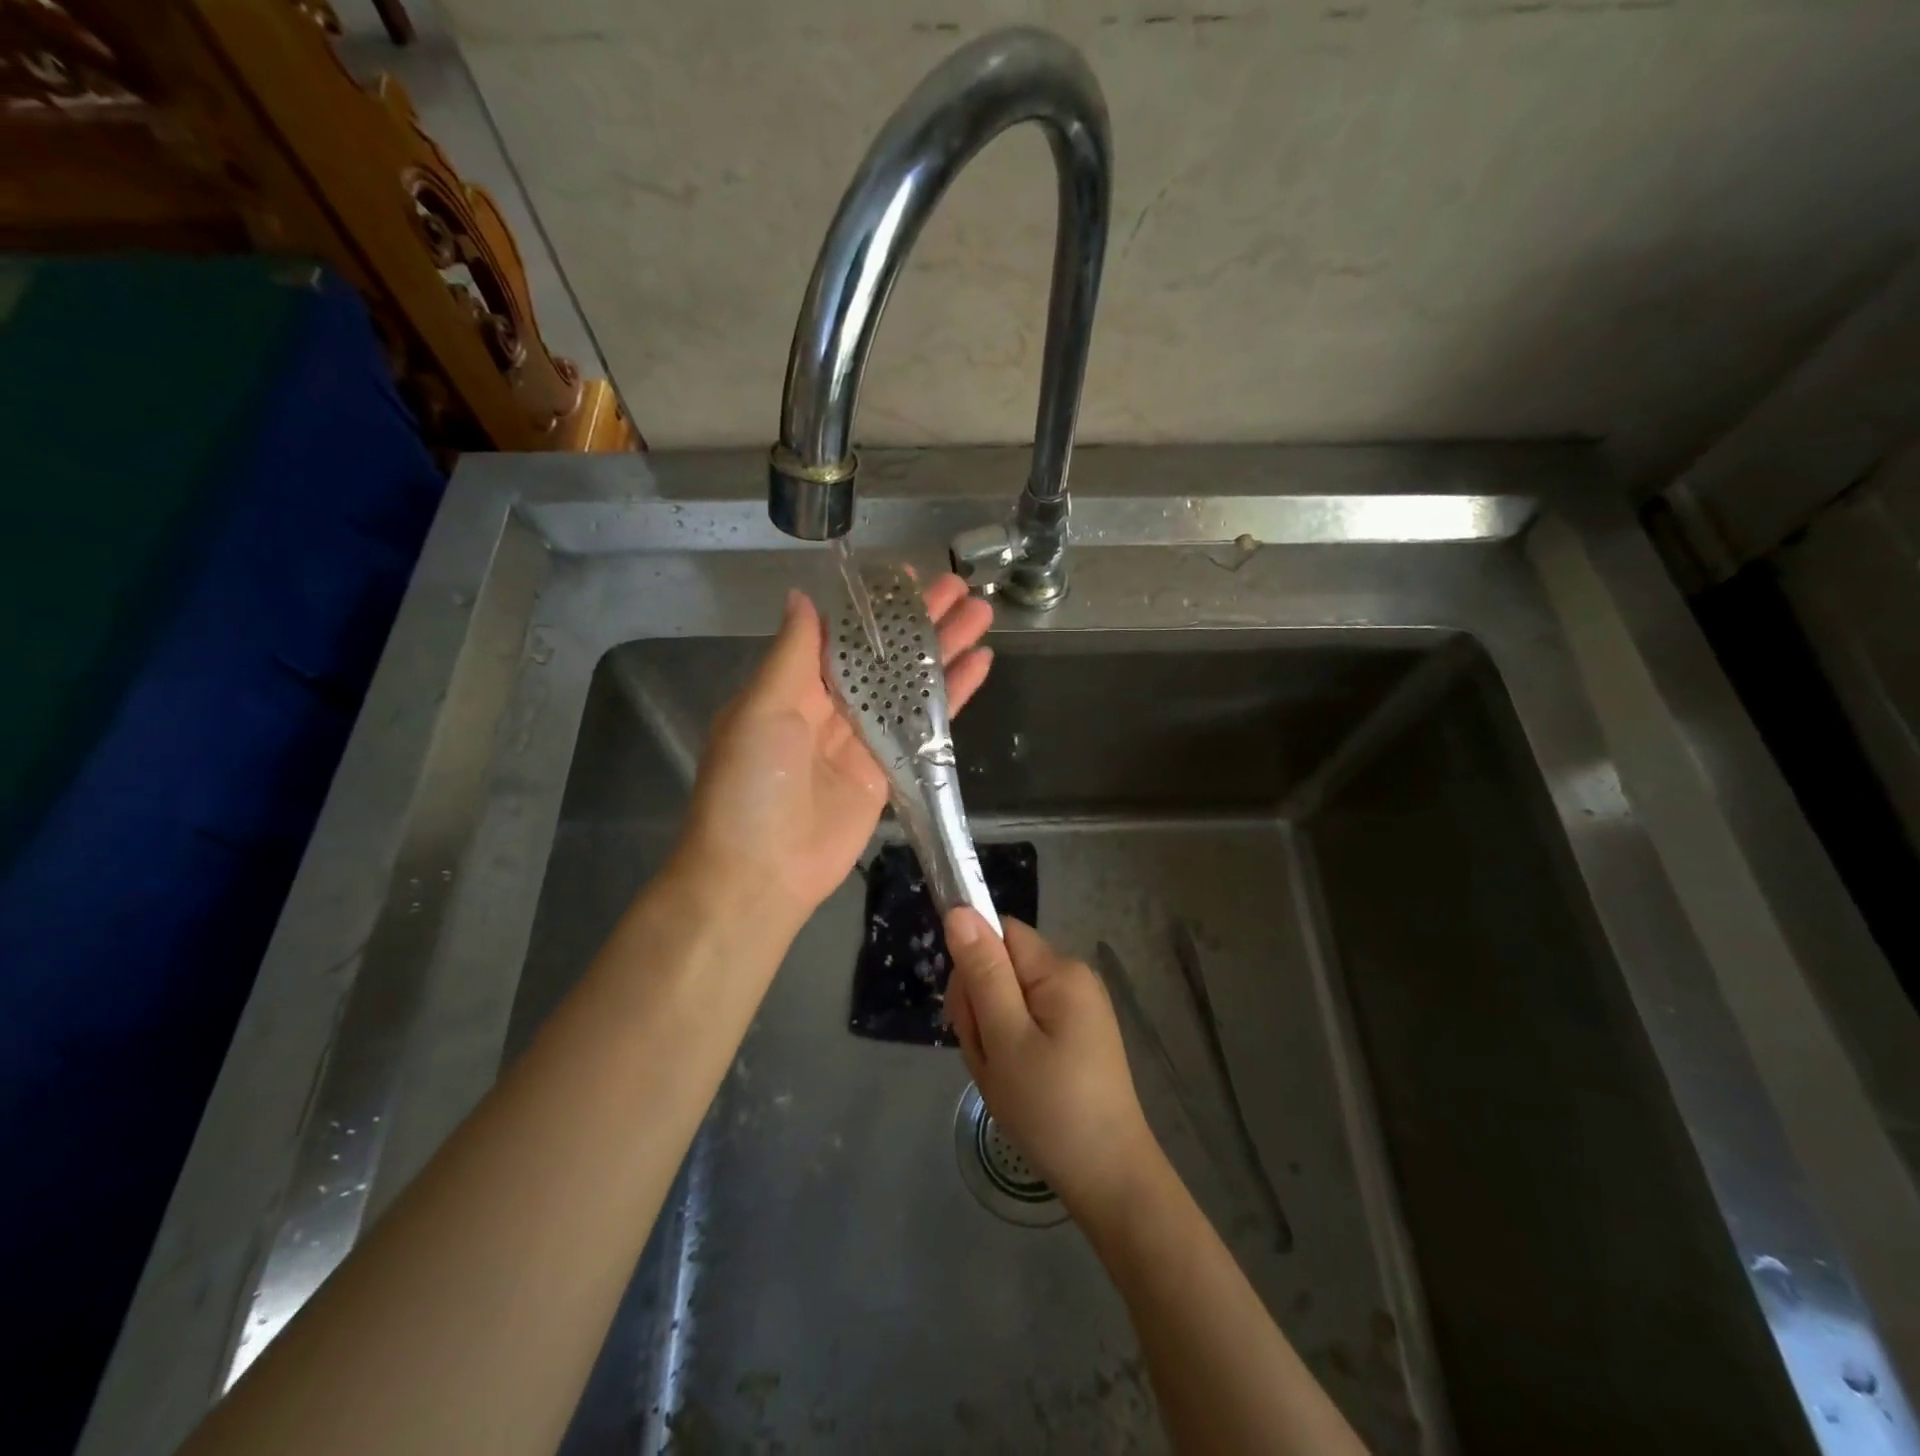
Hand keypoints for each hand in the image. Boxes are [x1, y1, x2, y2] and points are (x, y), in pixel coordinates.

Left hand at [674, 574, 992, 929]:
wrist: (761, 873)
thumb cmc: (750, 785)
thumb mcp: (760, 710)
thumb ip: (792, 654)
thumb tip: (802, 597)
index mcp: (793, 685)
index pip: (841, 634)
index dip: (874, 607)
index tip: (906, 575)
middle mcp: (831, 706)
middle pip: (884, 654)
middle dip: (920, 621)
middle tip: (961, 587)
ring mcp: (864, 739)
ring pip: (910, 684)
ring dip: (944, 649)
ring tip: (982, 613)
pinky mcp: (891, 771)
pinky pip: (924, 726)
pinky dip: (952, 697)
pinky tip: (980, 666)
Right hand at [943, 910, 1164, 1221]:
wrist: (1108, 1179)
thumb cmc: (1051, 1108)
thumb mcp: (1005, 1039)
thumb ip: (982, 972)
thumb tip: (960, 909)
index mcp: (1059, 970)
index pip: (999, 933)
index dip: (973, 965)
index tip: (970, 1014)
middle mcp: (1072, 978)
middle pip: (1001, 968)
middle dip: (980, 1010)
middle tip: (989, 1060)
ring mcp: (1077, 1009)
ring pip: (1007, 1001)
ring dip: (991, 1036)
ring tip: (1004, 1080)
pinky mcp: (1076, 1036)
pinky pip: (1026, 1025)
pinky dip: (1010, 1051)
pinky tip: (1017, 1086)